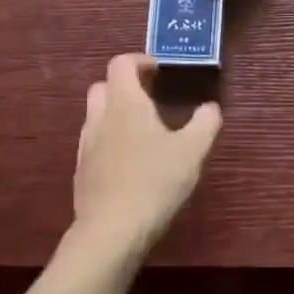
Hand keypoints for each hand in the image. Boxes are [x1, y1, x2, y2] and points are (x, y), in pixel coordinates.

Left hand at [71, 54, 221, 261]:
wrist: (110, 232)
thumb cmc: (154, 182)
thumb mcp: (192, 151)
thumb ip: (205, 123)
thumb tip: (210, 108)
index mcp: (125, 103)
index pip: (121, 64)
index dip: (140, 60)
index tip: (160, 71)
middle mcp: (100, 117)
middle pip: (103, 86)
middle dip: (125, 85)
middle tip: (152, 96)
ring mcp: (87, 145)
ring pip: (97, 115)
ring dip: (117, 113)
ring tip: (145, 130)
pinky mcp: (82, 172)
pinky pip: (95, 142)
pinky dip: (111, 140)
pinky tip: (131, 161)